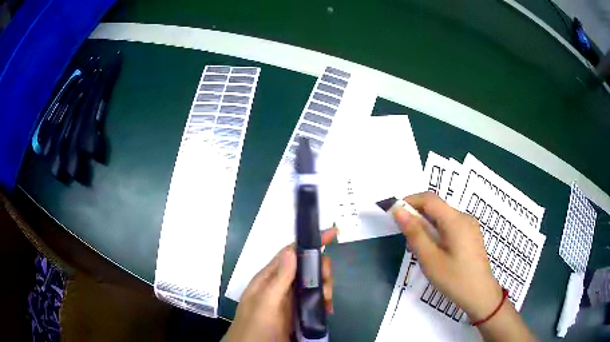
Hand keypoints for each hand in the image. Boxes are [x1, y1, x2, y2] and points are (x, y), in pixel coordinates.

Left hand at [226, 227, 336, 341]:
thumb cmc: (255, 326)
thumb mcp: (266, 303)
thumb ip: (278, 279)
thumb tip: (291, 250)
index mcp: (270, 278)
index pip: (291, 253)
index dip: (310, 243)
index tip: (331, 234)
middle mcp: (281, 285)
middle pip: (307, 268)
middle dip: (321, 271)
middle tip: (327, 285)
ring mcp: (290, 299)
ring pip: (313, 283)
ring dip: (325, 288)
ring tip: (327, 303)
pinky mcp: (297, 312)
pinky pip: (314, 300)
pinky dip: (323, 301)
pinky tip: (327, 310)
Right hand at [393, 192, 501, 320]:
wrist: (480, 295)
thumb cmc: (454, 279)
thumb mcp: (430, 259)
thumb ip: (415, 233)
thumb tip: (398, 211)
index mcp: (456, 220)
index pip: (429, 199)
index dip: (410, 200)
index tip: (394, 213)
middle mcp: (464, 217)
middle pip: (437, 208)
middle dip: (418, 216)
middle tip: (405, 239)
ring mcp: (470, 226)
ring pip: (443, 218)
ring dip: (427, 226)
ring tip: (419, 249)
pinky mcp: (471, 235)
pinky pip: (450, 226)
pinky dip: (437, 232)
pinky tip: (434, 251)